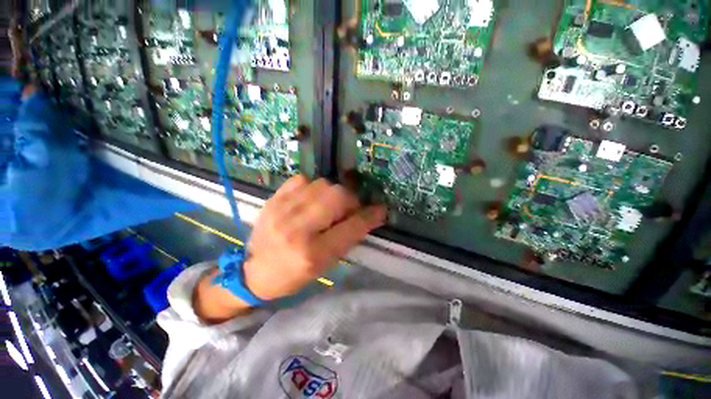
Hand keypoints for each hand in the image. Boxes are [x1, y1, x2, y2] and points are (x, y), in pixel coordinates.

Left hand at [244, 175, 386, 299]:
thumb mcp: (325, 264)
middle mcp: (297, 229)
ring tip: (327, 205)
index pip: (351, 227)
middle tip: (347, 209)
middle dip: (350, 200)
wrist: (254, 271)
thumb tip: (368, 214)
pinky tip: (310, 199)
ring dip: (332, 193)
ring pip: (322, 184)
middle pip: (337, 196)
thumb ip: (348, 237)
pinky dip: (312, 186)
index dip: (370, 216)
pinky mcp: (273, 200)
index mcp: (313, 253)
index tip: (381, 209)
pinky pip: (302, 179)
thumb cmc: (295, 274)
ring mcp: (281, 210)